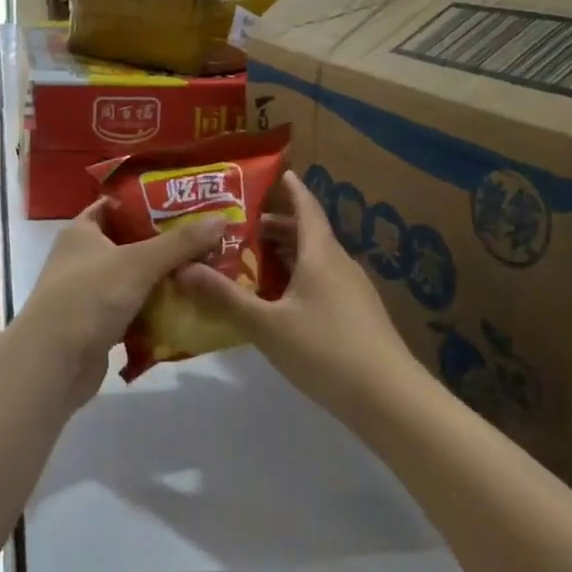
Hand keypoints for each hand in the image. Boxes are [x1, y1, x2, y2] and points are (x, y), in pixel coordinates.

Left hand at [18, 201, 224, 404]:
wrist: (53, 362)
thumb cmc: (89, 297)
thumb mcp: (138, 263)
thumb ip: (180, 243)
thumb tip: (221, 219)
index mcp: (82, 231)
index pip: (116, 206)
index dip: (148, 202)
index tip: (185, 202)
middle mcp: (83, 257)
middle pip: (130, 243)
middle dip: (166, 244)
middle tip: (207, 239)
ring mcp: (90, 293)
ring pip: (135, 279)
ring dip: (164, 279)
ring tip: (207, 271)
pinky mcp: (98, 324)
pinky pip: (134, 310)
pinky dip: (155, 310)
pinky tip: (187, 308)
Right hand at [178, 171, 416, 422]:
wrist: (389, 398)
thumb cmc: (325, 350)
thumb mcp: (266, 325)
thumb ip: (225, 297)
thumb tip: (183, 268)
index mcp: (321, 255)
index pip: (306, 208)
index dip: (292, 189)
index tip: (277, 173)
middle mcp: (340, 265)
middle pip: (309, 234)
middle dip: (278, 226)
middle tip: (243, 225)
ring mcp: (354, 292)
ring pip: (317, 260)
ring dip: (288, 254)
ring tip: (254, 260)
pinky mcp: (359, 316)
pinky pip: (324, 282)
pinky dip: (299, 278)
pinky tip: (281, 301)